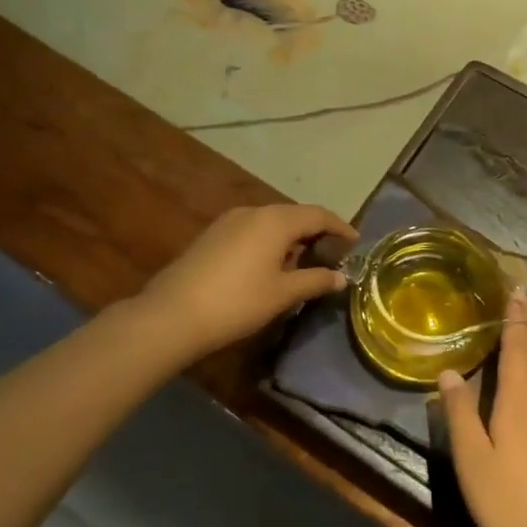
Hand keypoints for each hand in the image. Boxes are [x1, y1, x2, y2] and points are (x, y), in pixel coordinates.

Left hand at [137, 204, 356, 359]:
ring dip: (291, 238)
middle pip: (294, 215)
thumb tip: (342, 277)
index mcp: (276, 220)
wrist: (172, 315)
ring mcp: (229, 221)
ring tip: (303, 263)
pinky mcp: (212, 235)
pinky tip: (270, 266)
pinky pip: (252, 230)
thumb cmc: (237, 302)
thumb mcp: (283, 294)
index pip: (318, 215)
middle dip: (316, 232)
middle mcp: (254, 211)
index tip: (355, 242)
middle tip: (332, 254)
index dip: (340, 227)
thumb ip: (315, 281)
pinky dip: (269, 242)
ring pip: (271, 222)